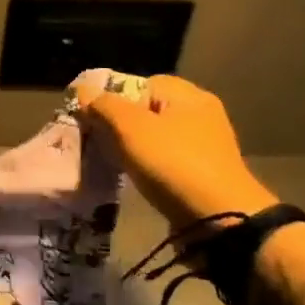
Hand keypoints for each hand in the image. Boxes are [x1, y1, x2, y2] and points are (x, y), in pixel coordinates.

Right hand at [85, 75, 277, 229]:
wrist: (220, 221)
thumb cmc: (173, 164)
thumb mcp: (130, 128)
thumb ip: (104, 105)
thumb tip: (84, 91)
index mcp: (188, 95)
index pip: (140, 83)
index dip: (112, 97)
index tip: (92, 118)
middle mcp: (201, 114)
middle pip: (146, 110)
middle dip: (119, 124)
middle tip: (97, 140)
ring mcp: (205, 145)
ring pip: (155, 136)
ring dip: (132, 147)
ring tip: (112, 161)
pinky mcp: (204, 173)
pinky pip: (166, 159)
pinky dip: (148, 166)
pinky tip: (135, 178)